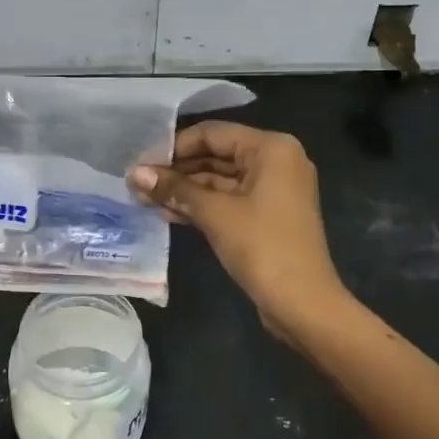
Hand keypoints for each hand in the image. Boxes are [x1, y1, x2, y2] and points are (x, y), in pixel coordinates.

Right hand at [129, 123, 348, 341]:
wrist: (303, 304)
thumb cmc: (262, 247)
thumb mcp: (215, 214)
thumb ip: (175, 189)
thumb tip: (135, 174)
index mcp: (271, 148)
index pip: (212, 134)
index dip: (174, 146)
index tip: (141, 162)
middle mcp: (275, 161)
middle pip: (216, 155)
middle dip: (177, 170)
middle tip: (137, 183)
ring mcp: (272, 189)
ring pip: (220, 179)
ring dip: (184, 190)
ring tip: (144, 199)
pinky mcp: (266, 215)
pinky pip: (228, 199)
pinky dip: (201, 205)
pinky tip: (167, 213)